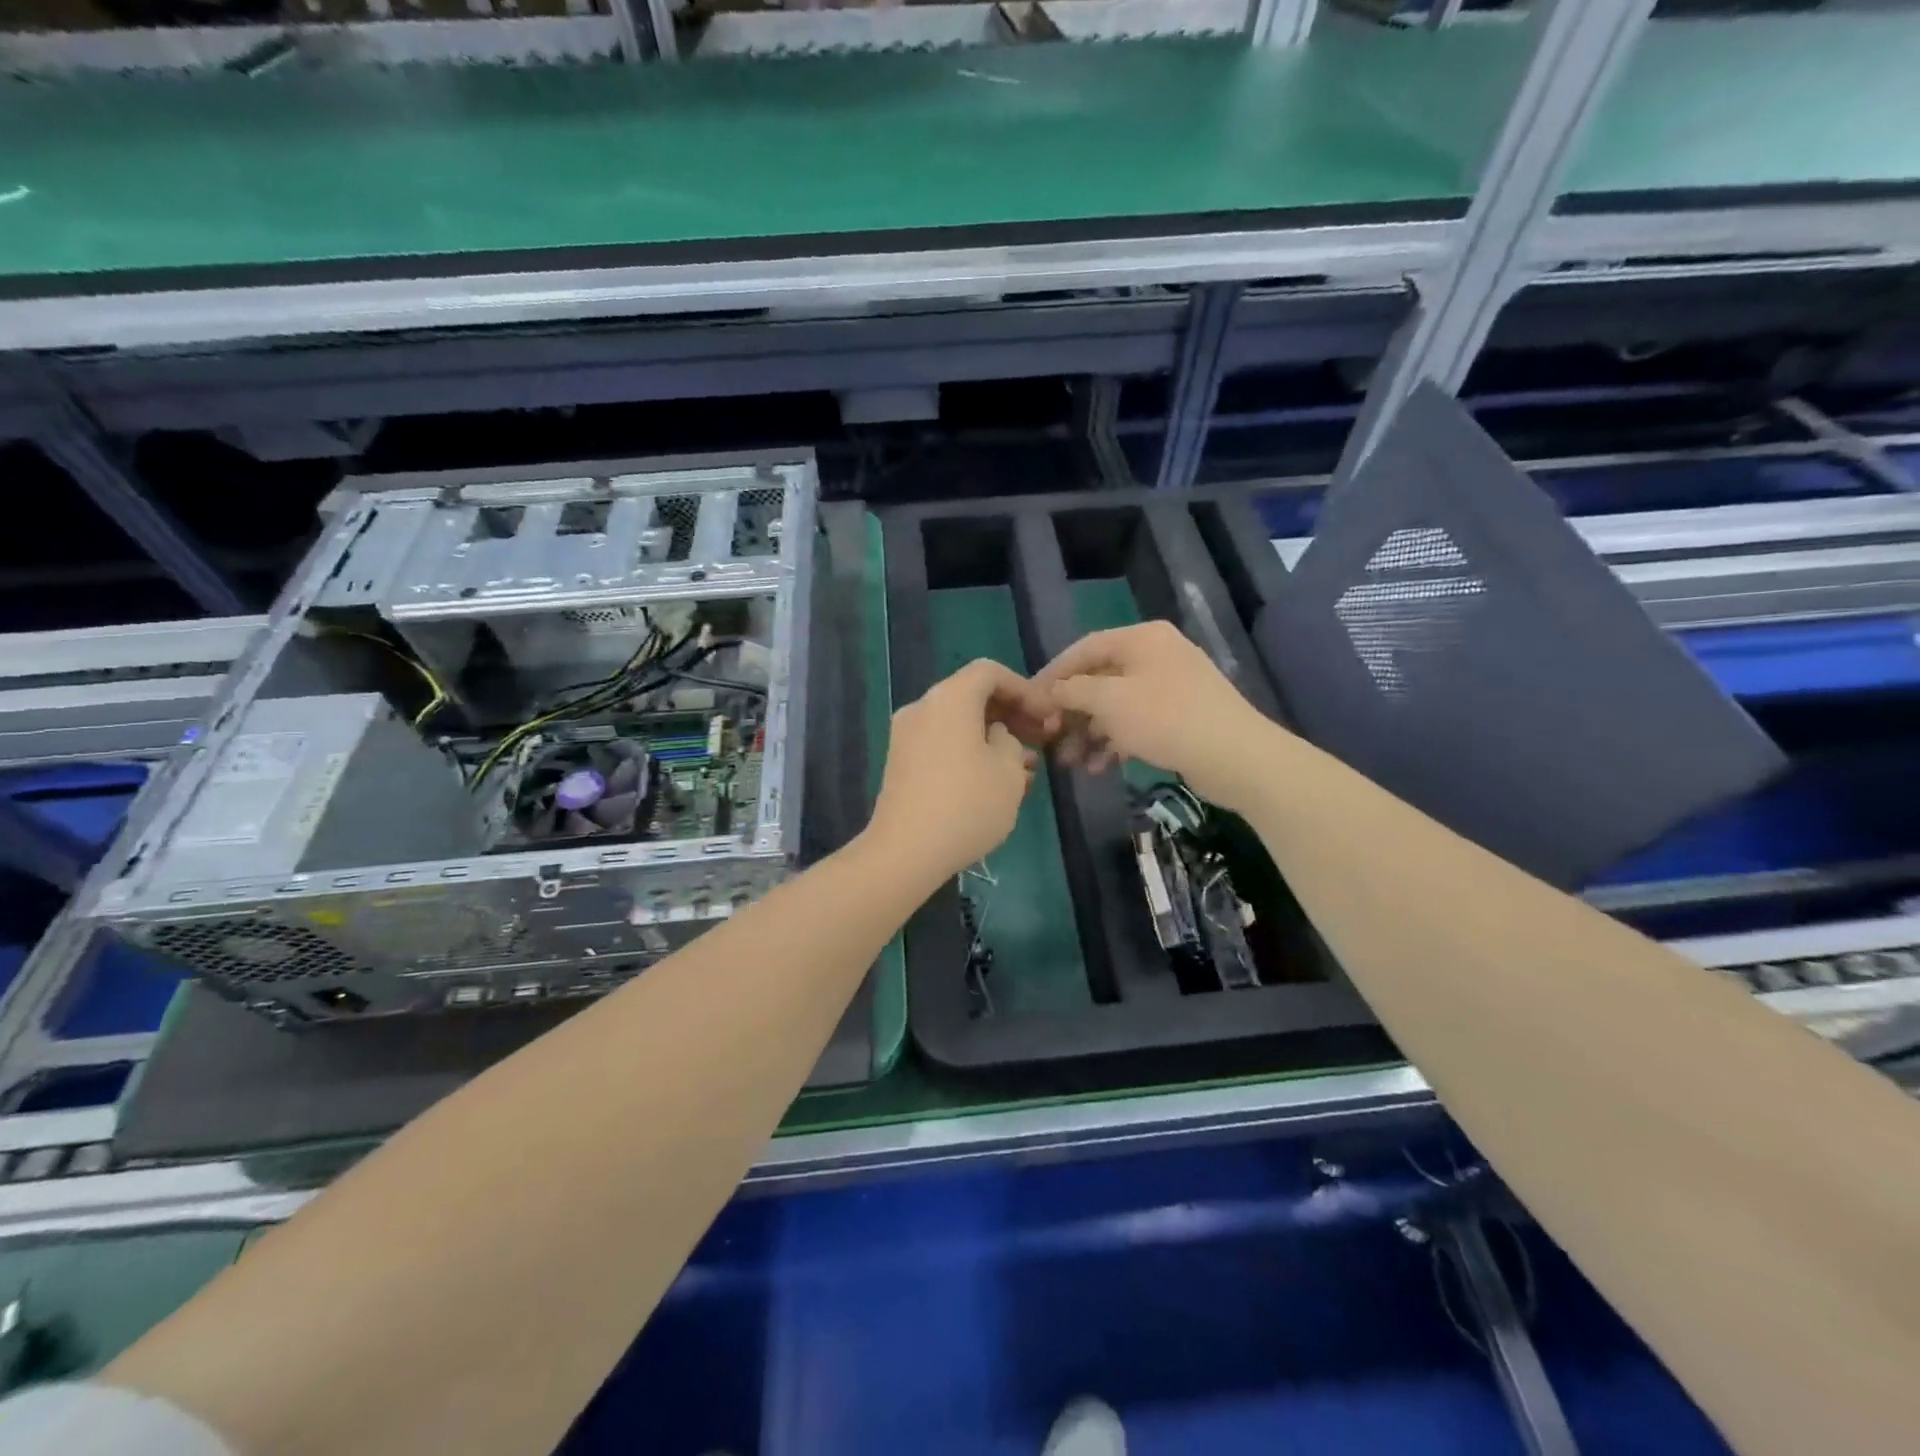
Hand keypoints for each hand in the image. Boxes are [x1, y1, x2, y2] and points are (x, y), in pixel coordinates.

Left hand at [865, 659, 1055, 880]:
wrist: (905, 852)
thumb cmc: (967, 805)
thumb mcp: (1010, 771)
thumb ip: (1011, 741)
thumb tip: (996, 736)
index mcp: (950, 698)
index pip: (991, 672)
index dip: (1025, 689)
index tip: (1048, 716)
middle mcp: (923, 707)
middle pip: (972, 695)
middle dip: (1010, 714)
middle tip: (1041, 739)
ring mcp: (906, 736)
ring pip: (959, 723)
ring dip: (993, 737)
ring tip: (1026, 768)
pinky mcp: (900, 763)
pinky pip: (942, 743)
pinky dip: (970, 751)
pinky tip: (994, 782)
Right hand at [1036, 621, 1277, 809]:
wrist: (1236, 756)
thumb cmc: (1166, 718)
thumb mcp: (1110, 701)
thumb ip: (1073, 691)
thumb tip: (1050, 691)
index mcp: (1141, 639)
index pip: (1084, 649)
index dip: (1054, 674)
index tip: (1030, 700)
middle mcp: (1156, 655)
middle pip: (1100, 679)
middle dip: (1071, 712)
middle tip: (1049, 737)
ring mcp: (1171, 686)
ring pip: (1117, 705)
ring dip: (1089, 732)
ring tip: (1070, 761)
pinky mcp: (1180, 716)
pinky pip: (1136, 722)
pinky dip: (1115, 741)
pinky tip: (1098, 767)